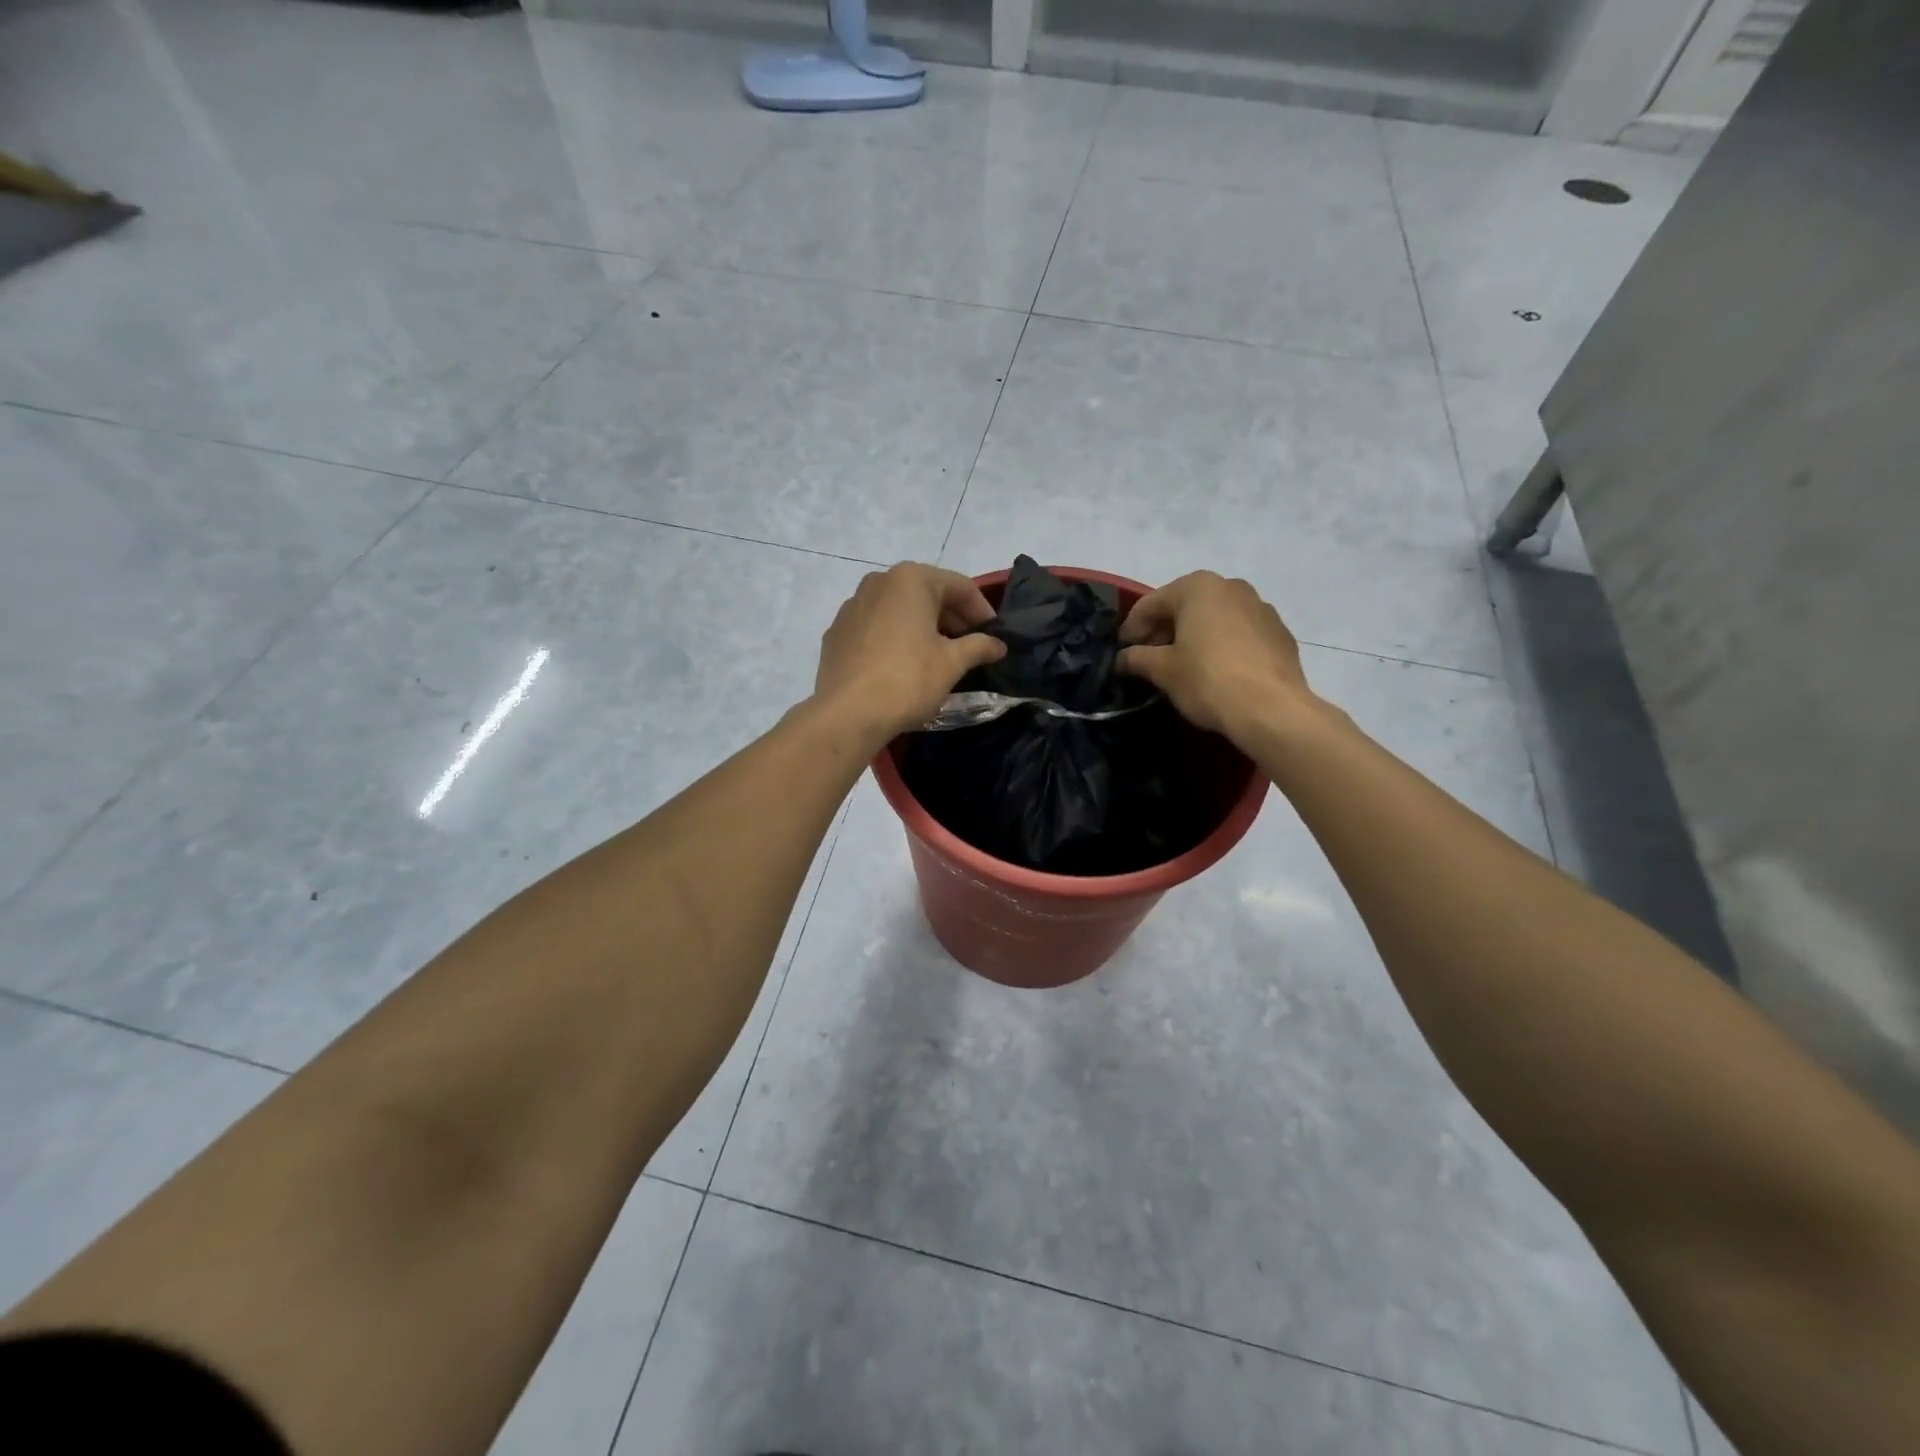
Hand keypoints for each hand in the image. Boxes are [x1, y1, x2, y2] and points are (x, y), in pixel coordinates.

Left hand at [814, 563, 1007, 745]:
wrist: (848, 713)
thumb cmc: (908, 680)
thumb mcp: (952, 663)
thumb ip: (979, 646)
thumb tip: (998, 645)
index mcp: (911, 579)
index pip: (960, 587)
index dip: (982, 612)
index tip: (994, 637)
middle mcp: (878, 581)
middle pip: (927, 594)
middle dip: (952, 618)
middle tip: (969, 647)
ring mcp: (852, 606)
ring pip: (899, 609)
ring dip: (923, 627)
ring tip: (937, 656)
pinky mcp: (837, 632)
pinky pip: (875, 627)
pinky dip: (895, 638)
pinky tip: (902, 665)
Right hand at [1117, 572, 1314, 739]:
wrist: (1271, 709)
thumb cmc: (1208, 680)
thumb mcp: (1162, 670)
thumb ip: (1136, 658)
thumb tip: (1121, 658)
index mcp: (1198, 587)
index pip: (1151, 604)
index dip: (1130, 629)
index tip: (1121, 653)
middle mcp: (1231, 586)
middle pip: (1184, 606)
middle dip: (1163, 631)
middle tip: (1148, 660)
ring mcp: (1260, 607)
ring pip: (1213, 618)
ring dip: (1192, 636)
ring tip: (1181, 666)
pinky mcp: (1279, 632)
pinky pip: (1238, 633)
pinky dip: (1221, 645)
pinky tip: (1215, 671)